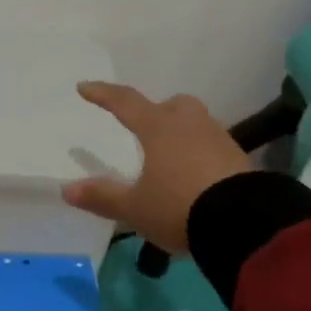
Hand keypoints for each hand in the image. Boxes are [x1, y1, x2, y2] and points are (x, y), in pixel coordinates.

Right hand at [60, 81, 251, 252]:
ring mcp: (219, 139)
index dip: (103, 94)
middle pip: (172, 105)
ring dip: (182, 133)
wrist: (244, 223)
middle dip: (157, 111)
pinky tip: (197, 177)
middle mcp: (190, 125)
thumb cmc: (179, 207)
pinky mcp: (240, 159)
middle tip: (146, 129)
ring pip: (196, 123)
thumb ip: (102, 197)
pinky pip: (214, 146)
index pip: (125, 102)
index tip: (84, 87)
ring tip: (171, 159)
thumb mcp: (135, 208)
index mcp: (159, 128)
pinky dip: (202, 154)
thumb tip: (66, 189)